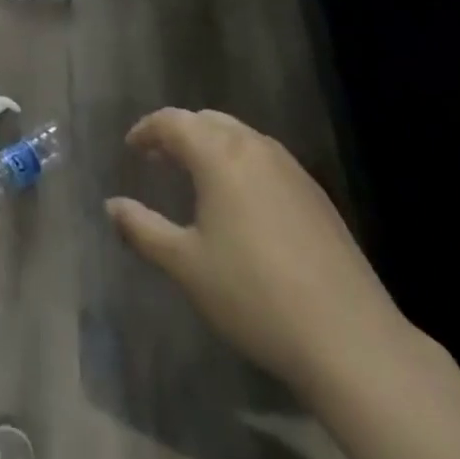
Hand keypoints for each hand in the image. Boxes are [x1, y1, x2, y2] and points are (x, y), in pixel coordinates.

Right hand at [106, 108, 405, 391]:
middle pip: (209, 121)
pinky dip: (240, 162)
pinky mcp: (315, 194)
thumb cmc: (253, 295)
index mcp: (220, 155)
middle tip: (158, 157)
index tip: (131, 148)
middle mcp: (255, 148)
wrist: (348, 337)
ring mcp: (291, 169)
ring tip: (195, 176)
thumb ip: (143, 229)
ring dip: (212, 145)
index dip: (147, 130)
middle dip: (179, 132)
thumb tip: (111, 205)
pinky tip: (240, 201)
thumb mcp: (186, 266)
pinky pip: (266, 159)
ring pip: (241, 136)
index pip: (174, 122)